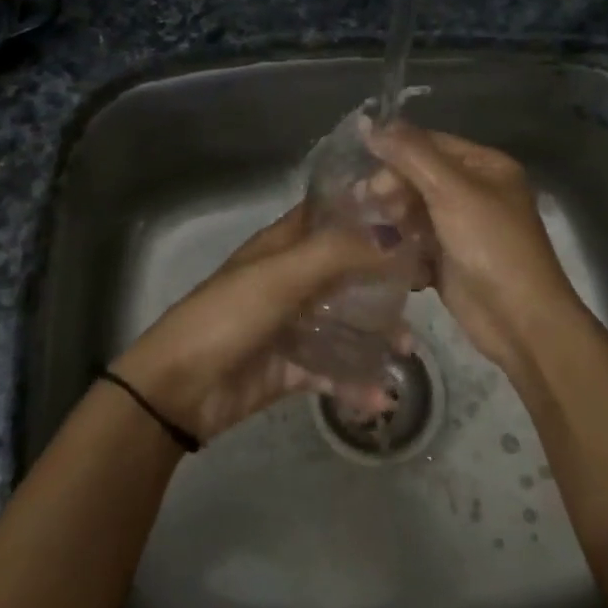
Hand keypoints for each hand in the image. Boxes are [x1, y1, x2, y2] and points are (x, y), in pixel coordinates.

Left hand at [110, 202, 398, 443]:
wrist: (179, 389)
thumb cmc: (228, 316)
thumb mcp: (282, 276)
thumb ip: (338, 253)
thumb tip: (396, 234)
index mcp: (283, 246)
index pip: (332, 215)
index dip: (369, 210)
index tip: (417, 213)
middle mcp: (291, 278)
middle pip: (347, 269)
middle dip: (385, 278)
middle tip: (427, 287)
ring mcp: (292, 324)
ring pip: (345, 321)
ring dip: (377, 334)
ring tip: (408, 350)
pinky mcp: (291, 366)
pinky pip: (333, 370)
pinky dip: (356, 382)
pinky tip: (382, 397)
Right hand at [364, 122, 587, 375]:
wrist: (520, 320)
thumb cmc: (490, 246)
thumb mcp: (451, 191)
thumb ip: (411, 154)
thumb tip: (370, 123)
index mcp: (486, 166)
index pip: (430, 144)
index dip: (396, 154)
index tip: (367, 174)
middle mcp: (476, 192)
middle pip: (419, 177)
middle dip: (392, 189)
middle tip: (369, 206)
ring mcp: (463, 228)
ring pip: (414, 211)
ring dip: (393, 219)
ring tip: (377, 234)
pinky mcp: (450, 260)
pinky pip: (417, 243)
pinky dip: (402, 248)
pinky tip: (390, 258)